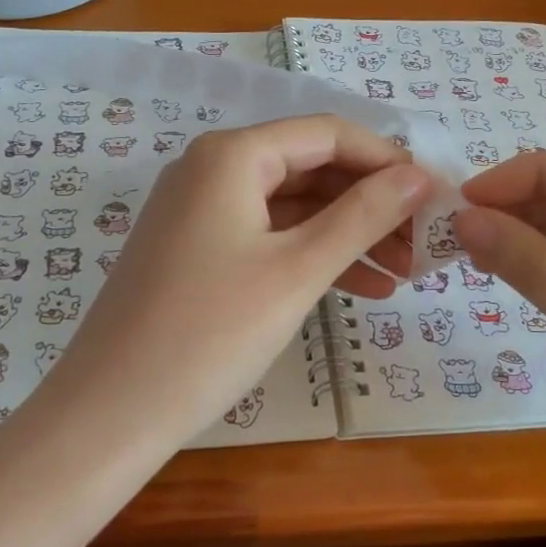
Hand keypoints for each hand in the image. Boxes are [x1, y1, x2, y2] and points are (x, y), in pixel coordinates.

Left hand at [45, 116, 432, 447]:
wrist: (111, 412)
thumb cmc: (210, 333)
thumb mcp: (297, 270)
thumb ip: (362, 216)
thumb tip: (420, 177)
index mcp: (232, 155)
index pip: (328, 134)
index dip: (386, 161)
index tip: (434, 199)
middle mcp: (212, 168)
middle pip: (311, 168)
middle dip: (371, 204)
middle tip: (422, 247)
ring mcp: (200, 210)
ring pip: (293, 207)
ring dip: (348, 235)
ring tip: (402, 275)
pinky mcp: (197, 250)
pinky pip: (268, 236)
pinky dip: (311, 256)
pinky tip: (360, 289)